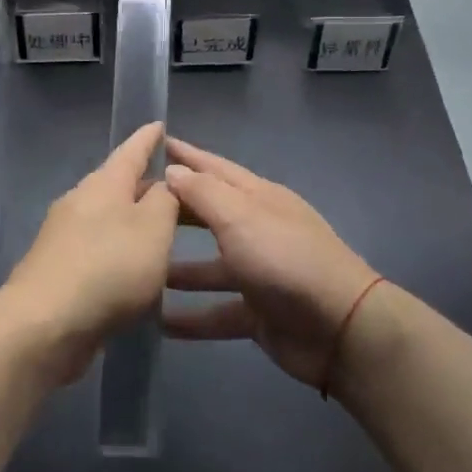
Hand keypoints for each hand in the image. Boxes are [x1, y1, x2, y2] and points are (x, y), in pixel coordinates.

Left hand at [0, 121, 178, 384]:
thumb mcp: (153, 228)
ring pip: (107, 219)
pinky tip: (134, 272)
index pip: (132, 150)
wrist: (43, 325)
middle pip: (118, 185)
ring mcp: (64, 236)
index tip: (160, 124)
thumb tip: (165, 183)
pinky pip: (98, 249)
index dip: (149, 139)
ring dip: (133, 222)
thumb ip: (166, 200)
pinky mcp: (58, 269)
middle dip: (146, 185)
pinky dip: (119, 252)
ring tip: (162, 233)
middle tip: (178, 191)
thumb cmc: (108, 268)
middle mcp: (80, 201)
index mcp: (104, 184)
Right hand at [162, 138, 382, 388]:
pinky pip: (217, 312)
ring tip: (140, 268)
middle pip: (209, 215)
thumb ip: (204, 194)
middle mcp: (257, 230)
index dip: (185, 156)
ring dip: (177, 268)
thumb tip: (172, 170)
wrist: (339, 327)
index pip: (214, 169)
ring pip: (210, 267)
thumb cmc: (284, 259)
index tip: (153, 144)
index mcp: (258, 198)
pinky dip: (192, 317)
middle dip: (174, 210)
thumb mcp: (241, 217)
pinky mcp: (258, 313)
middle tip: (131, 209)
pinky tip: (160, 323)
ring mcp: (259, 273)